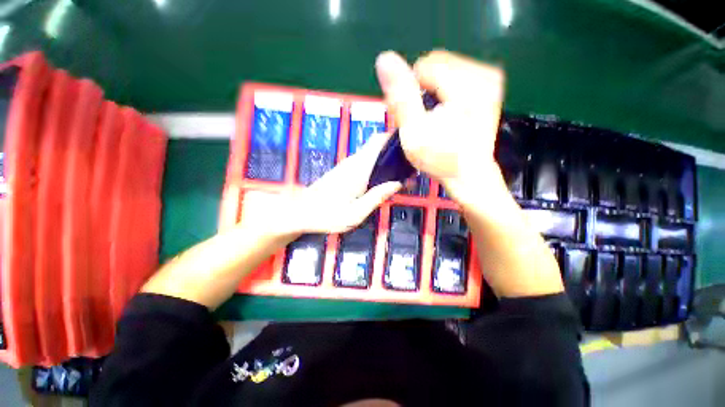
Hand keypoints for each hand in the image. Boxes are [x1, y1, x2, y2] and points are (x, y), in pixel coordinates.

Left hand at [240, 132, 400, 235]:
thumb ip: (377, 197)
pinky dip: (379, 166)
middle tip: (411, 169)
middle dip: (396, 152)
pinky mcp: (344, 171)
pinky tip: (384, 181)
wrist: (301, 212)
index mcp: (359, 169)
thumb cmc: (327, 216)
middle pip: (378, 145)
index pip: (379, 142)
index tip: (412, 150)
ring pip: (373, 154)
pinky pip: (366, 162)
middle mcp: (353, 162)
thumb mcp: (356, 213)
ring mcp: (347, 165)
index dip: (397, 140)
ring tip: (402, 176)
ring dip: (388, 160)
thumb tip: (398, 183)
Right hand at [375, 50, 505, 206]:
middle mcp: (482, 73)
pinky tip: (446, 114)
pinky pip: (456, 77)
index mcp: (465, 83)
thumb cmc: (440, 158)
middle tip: (423, 119)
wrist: (469, 175)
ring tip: (434, 119)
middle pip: (436, 65)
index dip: (411, 91)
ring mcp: (489, 80)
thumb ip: (401, 96)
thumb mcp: (414, 132)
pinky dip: (445, 93)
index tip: (413, 116)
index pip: (424, 66)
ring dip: (432, 92)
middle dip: (422, 90)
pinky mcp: (489, 87)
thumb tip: (384, 59)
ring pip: (444, 71)